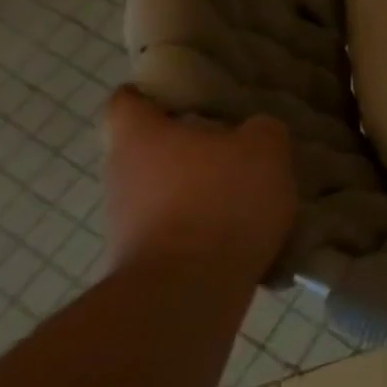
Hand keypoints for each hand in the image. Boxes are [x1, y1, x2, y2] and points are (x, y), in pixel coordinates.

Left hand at [103, 88, 298, 284]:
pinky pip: (176, 231)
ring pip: (163, 192)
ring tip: (246, 191)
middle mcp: (121, 176)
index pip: (128, 101)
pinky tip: (241, 232)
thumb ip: (262, 130)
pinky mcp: (142, 264)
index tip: (185, 93)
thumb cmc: (221, 200)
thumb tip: (254, 133)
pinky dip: (203, 229)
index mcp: (141, 136)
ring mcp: (125, 225)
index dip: (152, 92)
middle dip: (187, 146)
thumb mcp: (265, 147)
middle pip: (148, 149)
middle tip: (233, 143)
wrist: (188, 294)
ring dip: (197, 190)